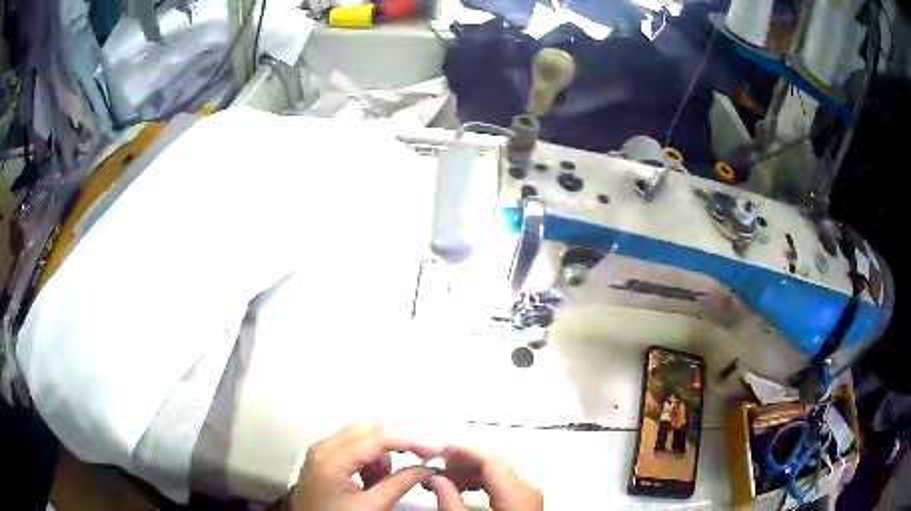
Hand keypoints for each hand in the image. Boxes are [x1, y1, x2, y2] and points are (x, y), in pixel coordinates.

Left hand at [289, 423, 440, 510]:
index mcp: (331, 458)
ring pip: (364, 436)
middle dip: (401, 439)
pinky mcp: (325, 459)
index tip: (437, 448)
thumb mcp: (372, 507)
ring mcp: (322, 451)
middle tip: (426, 454)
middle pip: (370, 428)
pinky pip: (355, 448)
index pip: (377, 436)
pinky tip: (374, 479)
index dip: (411, 439)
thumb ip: (400, 483)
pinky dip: (372, 459)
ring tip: (389, 478)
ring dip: (385, 452)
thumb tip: (427, 467)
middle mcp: (324, 446)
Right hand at [428, 445, 542, 510]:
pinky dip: (477, 481)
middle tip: (432, 465)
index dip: (461, 448)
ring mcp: (526, 494)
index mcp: (518, 493)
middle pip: (492, 462)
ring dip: (466, 471)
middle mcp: (526, 488)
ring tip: (440, 479)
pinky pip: (498, 482)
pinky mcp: (522, 500)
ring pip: (494, 471)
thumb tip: (434, 479)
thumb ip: (449, 500)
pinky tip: (458, 488)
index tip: (435, 447)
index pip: (490, 458)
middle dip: (459, 460)